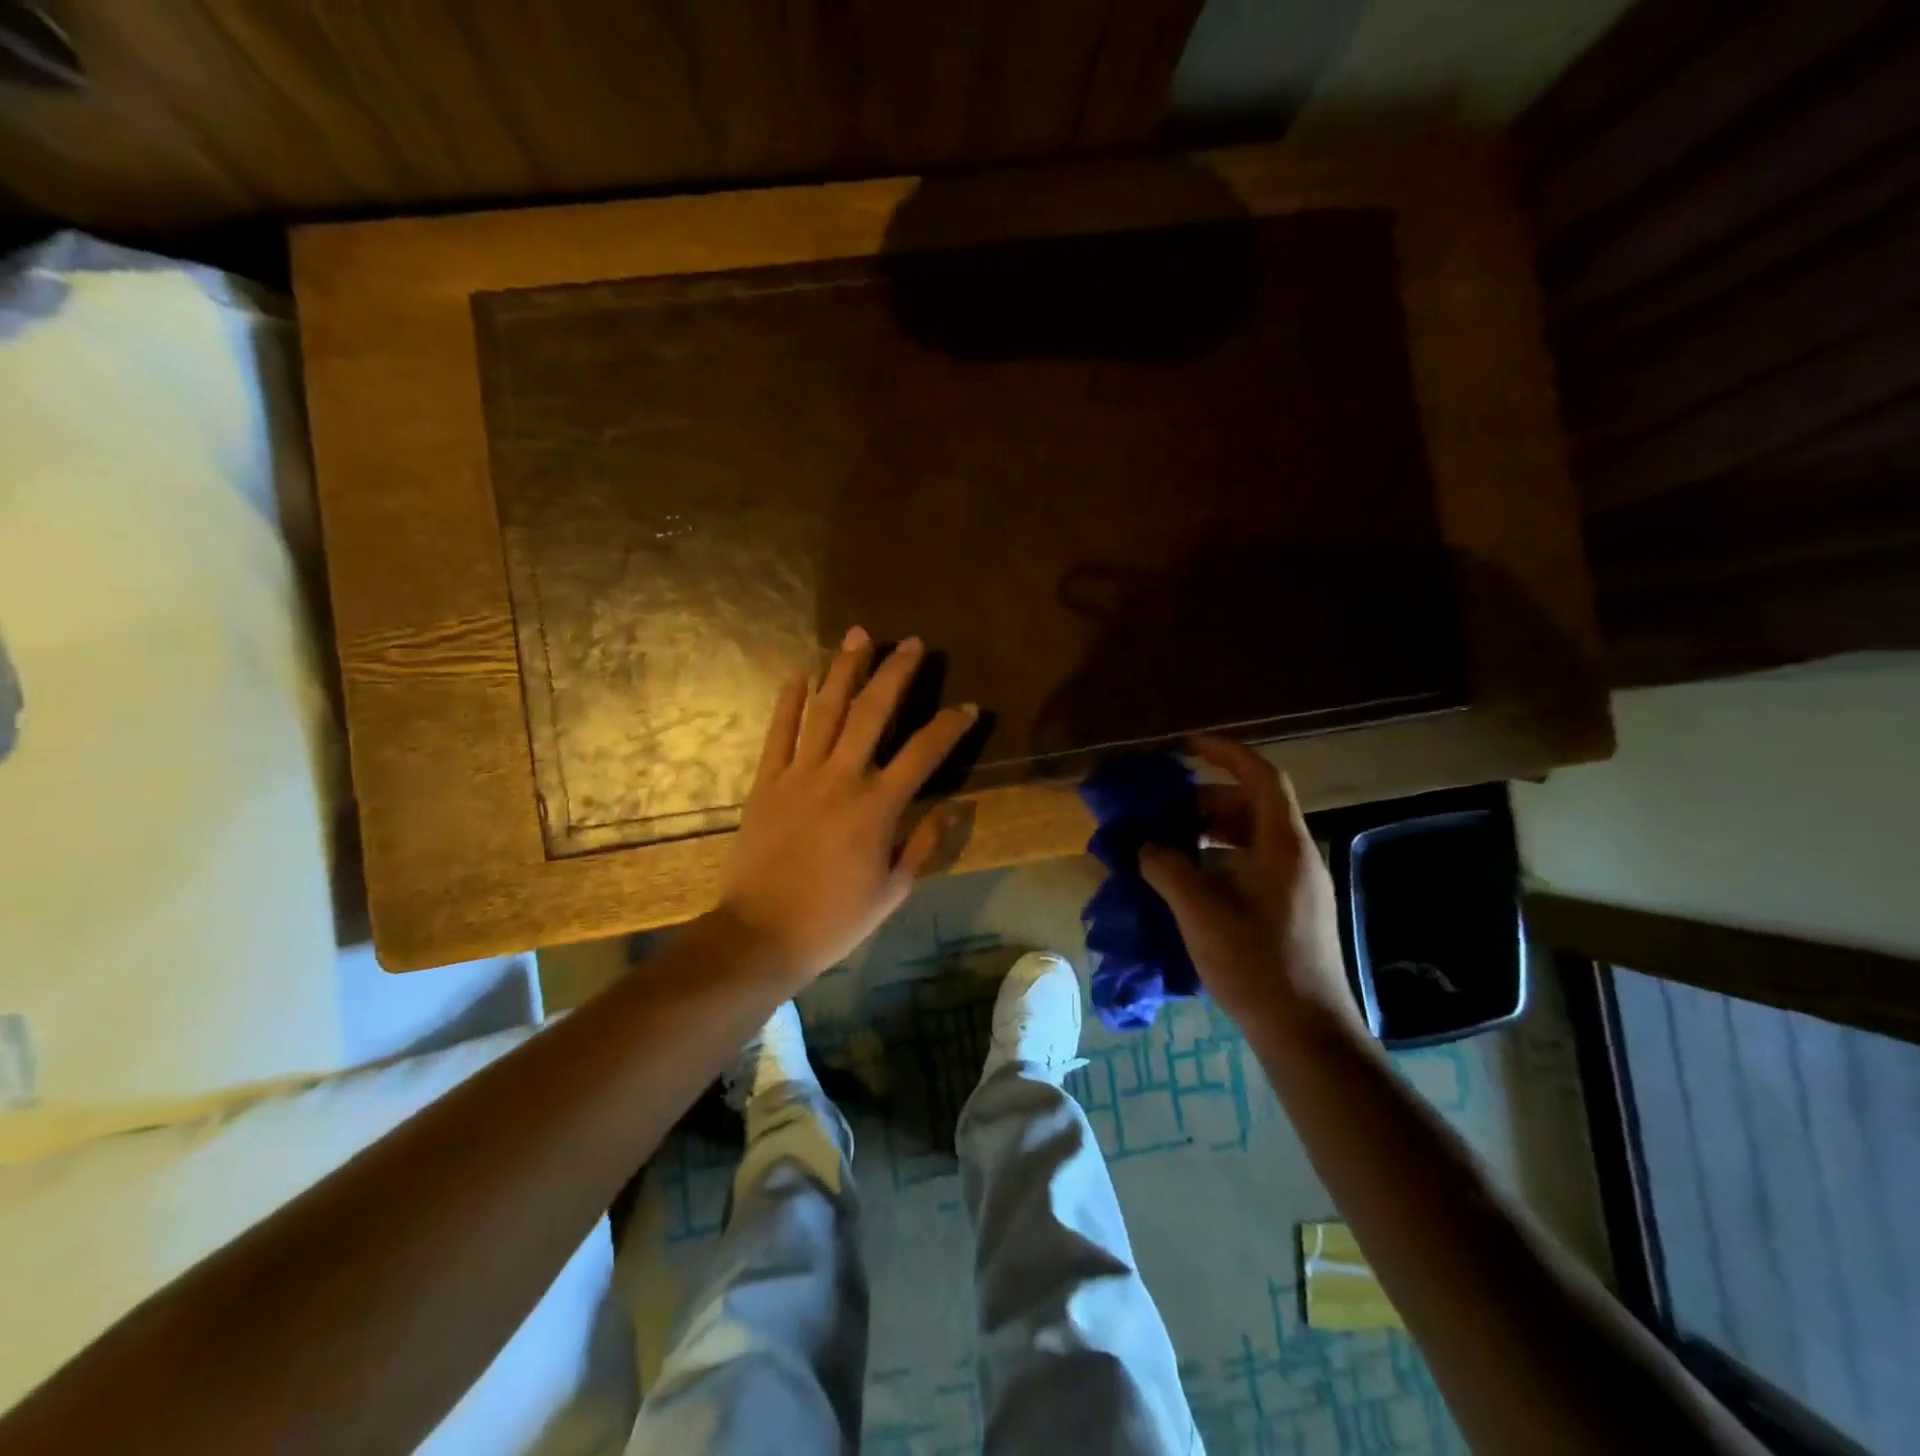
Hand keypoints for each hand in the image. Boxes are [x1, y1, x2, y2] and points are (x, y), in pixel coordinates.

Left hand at [716, 626, 978, 987]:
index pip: (923, 752)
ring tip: (858, 635)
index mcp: (878, 806)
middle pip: (872, 712)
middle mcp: (841, 778)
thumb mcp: (893, 890)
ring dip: (844, 670)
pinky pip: (779, 732)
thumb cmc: (835, 919)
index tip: (968, 708)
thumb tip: (956, 806)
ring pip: (826, 710)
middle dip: (895, 673)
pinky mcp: (766, 781)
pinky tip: (800, 673)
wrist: (761, 934)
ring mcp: (799, 775)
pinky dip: (789, 701)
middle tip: (912, 643)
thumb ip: (924, 843)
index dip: (950, 726)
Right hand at [1138, 736, 1363, 1037]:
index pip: (1261, 777)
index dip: (1225, 753)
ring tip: (1169, 843)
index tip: (1185, 746)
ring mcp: (1298, 884)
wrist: (1306, 1032)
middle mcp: (1296, 856)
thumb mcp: (1201, 913)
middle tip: (1164, 809)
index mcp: (1284, 846)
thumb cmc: (1256, 965)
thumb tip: (1146, 846)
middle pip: (1253, 806)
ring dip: (1210, 831)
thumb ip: (1167, 869)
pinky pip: (1253, 863)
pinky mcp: (1292, 908)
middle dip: (1205, 800)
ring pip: (1252, 836)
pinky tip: (1190, 880)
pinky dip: (1221, 858)